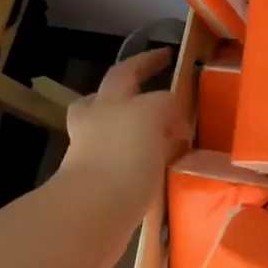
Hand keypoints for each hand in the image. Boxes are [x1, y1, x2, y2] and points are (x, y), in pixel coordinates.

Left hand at [57, 48, 188, 203]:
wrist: (94, 213)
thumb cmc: (122, 155)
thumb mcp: (152, 113)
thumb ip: (165, 105)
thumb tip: (174, 121)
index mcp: (108, 102)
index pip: (127, 71)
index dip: (147, 60)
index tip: (168, 55)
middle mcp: (96, 126)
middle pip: (106, 101)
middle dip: (128, 96)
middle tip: (154, 99)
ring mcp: (94, 158)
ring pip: (115, 135)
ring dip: (137, 133)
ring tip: (166, 138)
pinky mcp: (103, 188)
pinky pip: (126, 166)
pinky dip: (142, 164)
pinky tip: (162, 170)